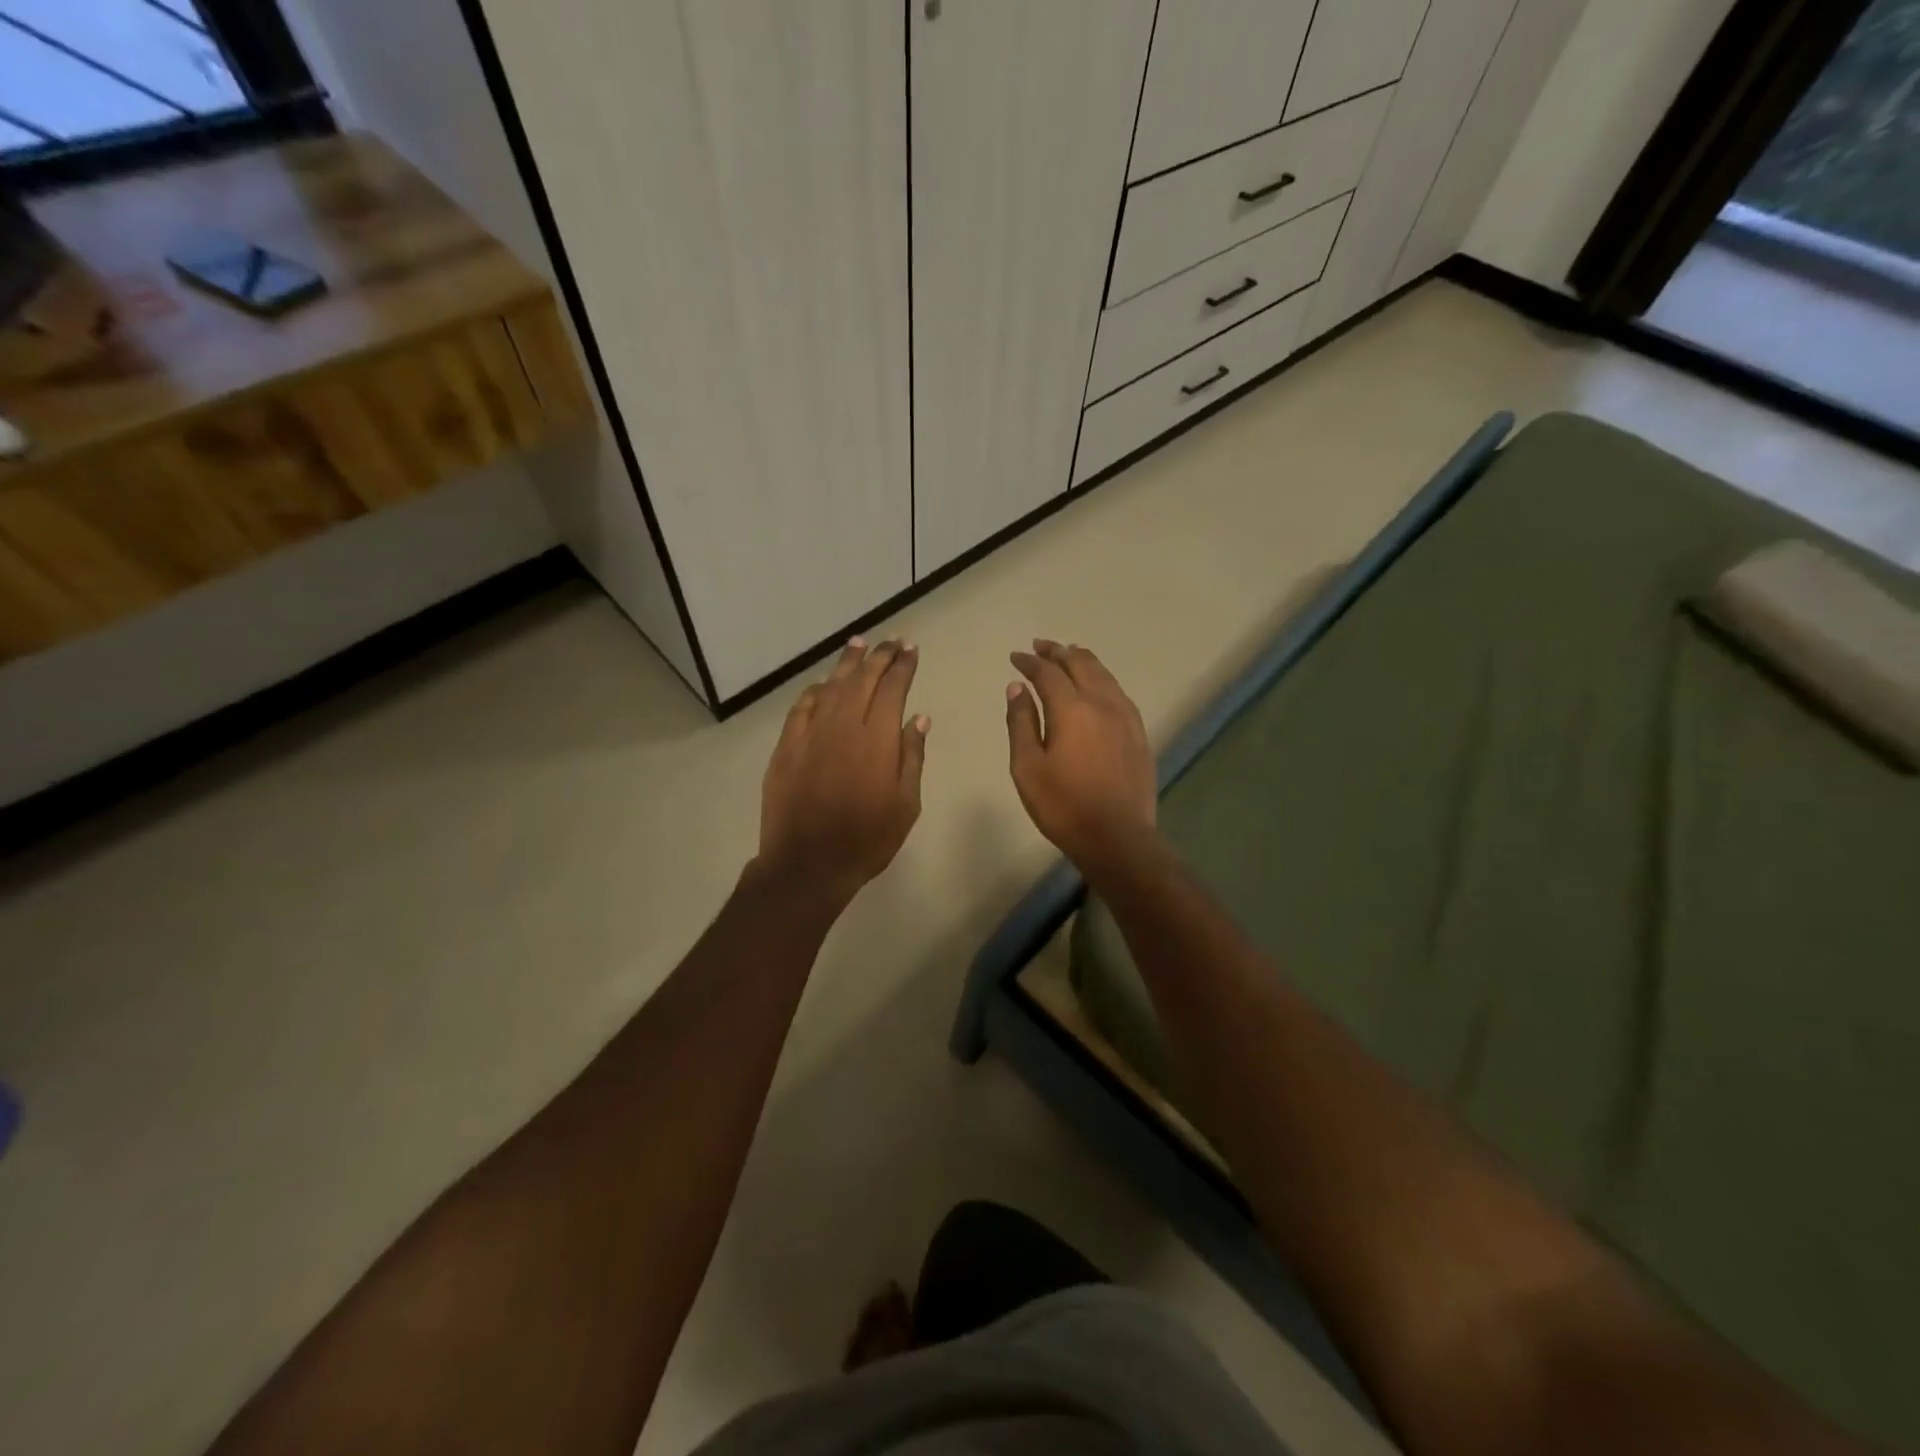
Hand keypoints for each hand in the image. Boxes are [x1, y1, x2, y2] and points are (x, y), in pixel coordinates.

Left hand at [758, 638, 928, 907]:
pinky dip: (815, 691)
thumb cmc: (867, 839)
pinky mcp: (786, 746)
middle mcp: (844, 725)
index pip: (893, 688)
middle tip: (890, 641)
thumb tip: (918, 718)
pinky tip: (823, 686)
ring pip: (831, 686)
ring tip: (858, 645)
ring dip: (847, 664)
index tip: (910, 649)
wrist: (808, 863)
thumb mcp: (906, 804)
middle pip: (862, 679)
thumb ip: (912, 756)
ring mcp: (811, 733)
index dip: (902, 665)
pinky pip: (802, 707)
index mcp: (878, 738)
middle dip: (879, 656)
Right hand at [1006, 640, 1155, 872]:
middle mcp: (1102, 703)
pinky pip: (1118, 692)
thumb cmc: (1063, 805)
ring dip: (1082, 660)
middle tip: (1040, 646)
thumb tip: (1018, 688)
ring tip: (1069, 654)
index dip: (1029, 662)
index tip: (1015, 657)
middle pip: (1080, 664)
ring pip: (1104, 674)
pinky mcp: (1139, 733)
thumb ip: (1021, 723)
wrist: (1117, 837)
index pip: (1048, 673)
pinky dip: (1102, 678)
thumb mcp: (1027, 767)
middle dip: (1057, 652)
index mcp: (1072, 709)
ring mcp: (1126, 717)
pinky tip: (1098, 685)